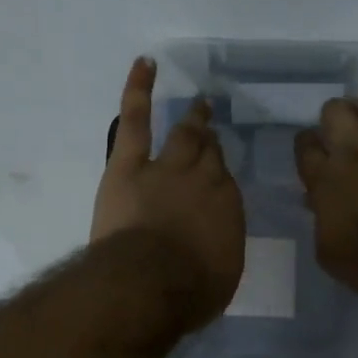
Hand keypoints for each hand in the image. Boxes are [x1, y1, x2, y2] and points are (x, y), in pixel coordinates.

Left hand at [92, 57, 245, 323]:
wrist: (150, 283)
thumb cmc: (189, 292)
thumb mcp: (219, 276)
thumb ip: (218, 252)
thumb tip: (213, 247)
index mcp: (227, 209)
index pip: (225, 184)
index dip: (219, 177)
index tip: (217, 175)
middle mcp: (204, 181)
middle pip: (209, 155)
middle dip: (211, 142)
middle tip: (211, 128)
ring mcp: (167, 167)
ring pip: (184, 135)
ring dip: (192, 119)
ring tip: (197, 104)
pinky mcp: (130, 164)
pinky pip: (137, 118)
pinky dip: (139, 89)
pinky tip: (145, 64)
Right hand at [295, 77, 357, 299]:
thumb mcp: (330, 254)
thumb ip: (321, 221)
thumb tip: (318, 202)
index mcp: (325, 178)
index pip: (305, 144)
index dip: (310, 146)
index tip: (318, 155)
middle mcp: (354, 148)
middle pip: (334, 109)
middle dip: (340, 119)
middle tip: (352, 138)